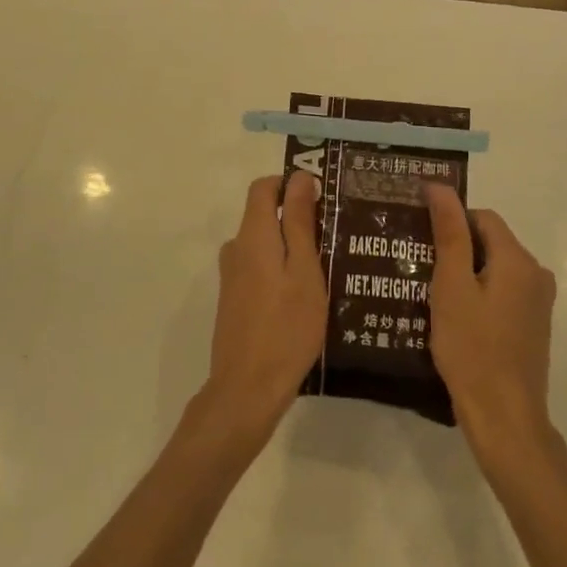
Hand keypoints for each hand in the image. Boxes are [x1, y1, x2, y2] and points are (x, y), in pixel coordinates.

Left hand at [193, 172, 329, 454]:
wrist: (248, 389)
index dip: (290, 185)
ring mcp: (232, 276)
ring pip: (264, 244)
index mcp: (253, 235)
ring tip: (327, 267)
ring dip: (291, 247)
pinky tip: (305, 295)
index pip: (264, 187)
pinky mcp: (234, 300)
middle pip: (263, 215)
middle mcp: (236, 249)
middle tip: (334, 238)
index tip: (322, 200)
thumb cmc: (286, 327)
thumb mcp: (305, 270)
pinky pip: (260, 268)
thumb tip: (300, 177)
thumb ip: (300, 221)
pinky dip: (281, 270)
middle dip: (296, 217)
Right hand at [426, 182, 558, 470]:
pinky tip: (454, 317)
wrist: (505, 418)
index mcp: (518, 260)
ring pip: (495, 269)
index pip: (482, 217)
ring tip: (430, 293)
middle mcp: (536, 275)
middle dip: (456, 249)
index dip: (450, 222)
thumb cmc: (472, 349)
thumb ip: (448, 234)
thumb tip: (440, 187)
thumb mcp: (451, 287)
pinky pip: (502, 293)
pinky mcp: (533, 326)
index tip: (420, 241)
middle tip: (420, 268)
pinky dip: (479, 295)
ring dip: (466, 274)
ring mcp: (538, 303)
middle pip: (491, 242)